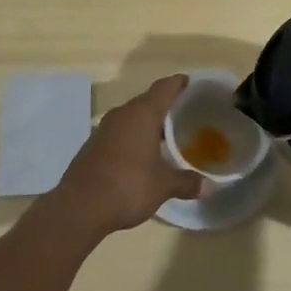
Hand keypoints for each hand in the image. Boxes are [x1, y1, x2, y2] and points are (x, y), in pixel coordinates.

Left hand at [49, 75, 201, 236]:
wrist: (80, 207)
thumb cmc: (129, 186)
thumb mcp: (164, 186)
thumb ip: (187, 182)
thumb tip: (210, 186)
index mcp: (143, 114)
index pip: (164, 87)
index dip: (179, 84)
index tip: (192, 84)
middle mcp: (122, 114)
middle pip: (147, 101)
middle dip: (165, 106)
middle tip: (185, 115)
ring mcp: (104, 129)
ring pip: (131, 118)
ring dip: (147, 124)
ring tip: (166, 137)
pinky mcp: (92, 146)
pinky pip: (119, 133)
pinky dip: (132, 138)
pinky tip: (141, 156)